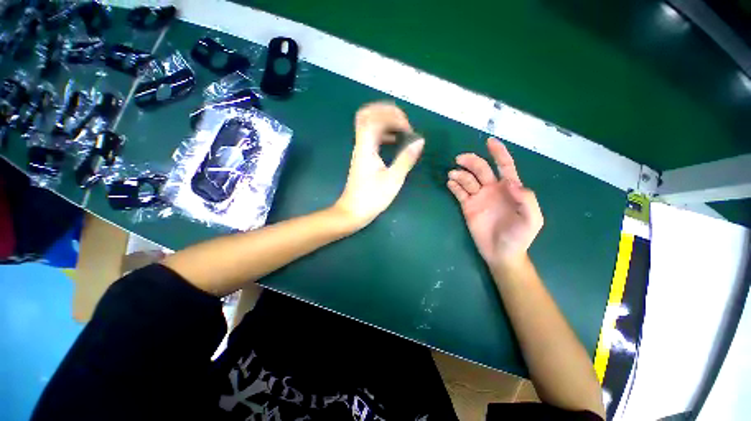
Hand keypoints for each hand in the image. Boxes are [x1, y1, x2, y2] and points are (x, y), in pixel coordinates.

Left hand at [334, 102, 424, 228]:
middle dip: (386, 112)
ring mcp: (360, 151)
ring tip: (402, 129)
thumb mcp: (393, 179)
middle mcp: (361, 145)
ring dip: (385, 122)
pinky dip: (383, 134)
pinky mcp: (363, 157)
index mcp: (366, 148)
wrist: (353, 211)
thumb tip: (419, 140)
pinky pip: (371, 137)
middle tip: (403, 121)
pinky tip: (394, 141)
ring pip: (368, 125)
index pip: (373, 118)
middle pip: (367, 115)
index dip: (392, 116)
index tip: (408, 129)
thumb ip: (406, 158)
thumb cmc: (372, 198)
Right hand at [447, 138, 542, 271]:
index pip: (504, 166)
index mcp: (510, 189)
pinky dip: (454, 186)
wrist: (501, 253)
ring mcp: (479, 197)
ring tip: (453, 175)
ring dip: (460, 174)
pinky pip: (459, 193)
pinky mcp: (467, 206)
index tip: (489, 141)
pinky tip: (450, 183)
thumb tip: (511, 182)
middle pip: (481, 169)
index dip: (498, 153)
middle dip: (471, 161)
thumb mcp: (532, 220)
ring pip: (468, 180)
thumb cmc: (519, 236)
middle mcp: (492, 189)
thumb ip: (526, 200)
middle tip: (459, 159)